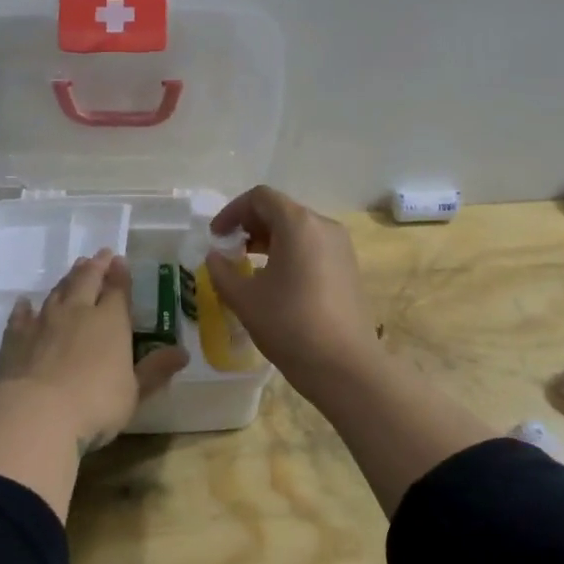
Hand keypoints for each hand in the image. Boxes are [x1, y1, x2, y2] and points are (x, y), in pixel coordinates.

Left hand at [0, 250, 189, 450]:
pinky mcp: (16, 337)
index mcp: (110, 321)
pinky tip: (24, 303)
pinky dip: (24, 308)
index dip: (120, 275)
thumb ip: (155, 370)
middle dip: (95, 266)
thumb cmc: (95, 404)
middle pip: (86, 281)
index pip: (118, 291)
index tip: (120, 261)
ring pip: (57, 292)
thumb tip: (183, 352)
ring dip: (67, 279)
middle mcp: (77, 312)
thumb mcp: (134, 392)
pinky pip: (21, 316)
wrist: (36, 412)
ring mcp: (43, 322)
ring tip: (74, 269)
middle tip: (100, 255)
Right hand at [205, 186, 380, 389]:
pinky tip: (276, 282)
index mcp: (298, 224)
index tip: (216, 237)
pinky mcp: (348, 267)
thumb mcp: (244, 298)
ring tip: (248, 267)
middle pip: (280, 210)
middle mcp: (323, 226)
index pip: (260, 197)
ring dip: (268, 240)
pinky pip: (312, 247)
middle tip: (229, 251)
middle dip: (249, 225)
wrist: (345, 366)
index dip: (232, 211)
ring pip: (297, 229)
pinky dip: (289, 252)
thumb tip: (215, 256)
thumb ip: (222, 270)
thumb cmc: (290, 325)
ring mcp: (340, 247)